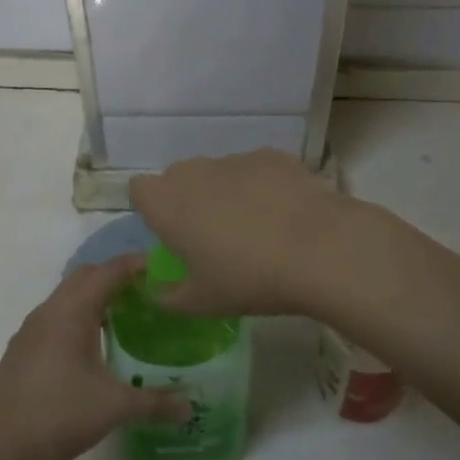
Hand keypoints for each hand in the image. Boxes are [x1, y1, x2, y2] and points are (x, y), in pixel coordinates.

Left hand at [0, 254, 190, 459]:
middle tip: (149, 291)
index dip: (137, 264)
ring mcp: (31, 329)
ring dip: (95, 296)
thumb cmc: (58, 416)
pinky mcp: (22, 349)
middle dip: (116, 276)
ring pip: (67, 296)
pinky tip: (92, 346)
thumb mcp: (114, 408)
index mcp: (72, 311)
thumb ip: (155, 403)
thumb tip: (190, 407)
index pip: (109, 271)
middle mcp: (49, 310)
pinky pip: (55, 316)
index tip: (165, 267)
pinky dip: (78, 316)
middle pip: (86, 276)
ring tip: (126, 316)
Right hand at [129, 149, 352, 317]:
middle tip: (212, 237)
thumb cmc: (248, 278)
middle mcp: (195, 172)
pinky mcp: (272, 156)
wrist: (319, 248)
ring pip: (218, 173)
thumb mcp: (201, 303)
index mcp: (168, 204)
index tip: (171, 235)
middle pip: (179, 178)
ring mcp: (235, 159)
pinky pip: (255, 170)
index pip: (140, 190)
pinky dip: (261, 187)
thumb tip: (155, 290)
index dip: (152, 209)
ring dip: (225, 193)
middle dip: (188, 200)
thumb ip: (167, 296)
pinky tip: (285, 215)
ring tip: (257, 228)